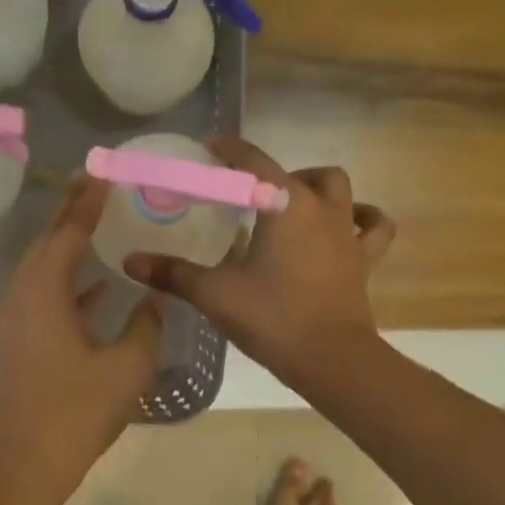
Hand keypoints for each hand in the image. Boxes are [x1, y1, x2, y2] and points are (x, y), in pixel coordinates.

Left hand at [0, 177, 162, 503]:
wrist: (24, 466)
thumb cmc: (77, 413)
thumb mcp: (127, 368)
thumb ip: (146, 325)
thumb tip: (153, 299)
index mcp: (43, 293)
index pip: (67, 232)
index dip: (88, 202)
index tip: (105, 173)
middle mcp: (21, 296)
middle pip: (47, 242)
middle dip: (72, 213)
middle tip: (98, 186)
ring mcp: (13, 320)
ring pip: (42, 269)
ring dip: (67, 245)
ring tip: (98, 224)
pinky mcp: (16, 341)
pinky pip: (41, 295)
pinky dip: (67, 283)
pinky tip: (97, 288)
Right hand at [123, 137, 394, 384]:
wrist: (332, 359)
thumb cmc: (273, 317)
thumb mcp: (216, 294)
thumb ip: (173, 273)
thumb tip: (131, 261)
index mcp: (283, 205)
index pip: (254, 162)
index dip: (230, 150)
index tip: (210, 145)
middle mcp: (320, 209)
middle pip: (301, 173)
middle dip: (275, 175)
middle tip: (250, 196)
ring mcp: (347, 233)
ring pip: (341, 191)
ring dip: (319, 188)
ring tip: (295, 204)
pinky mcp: (363, 260)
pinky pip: (374, 228)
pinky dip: (364, 219)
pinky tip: (349, 225)